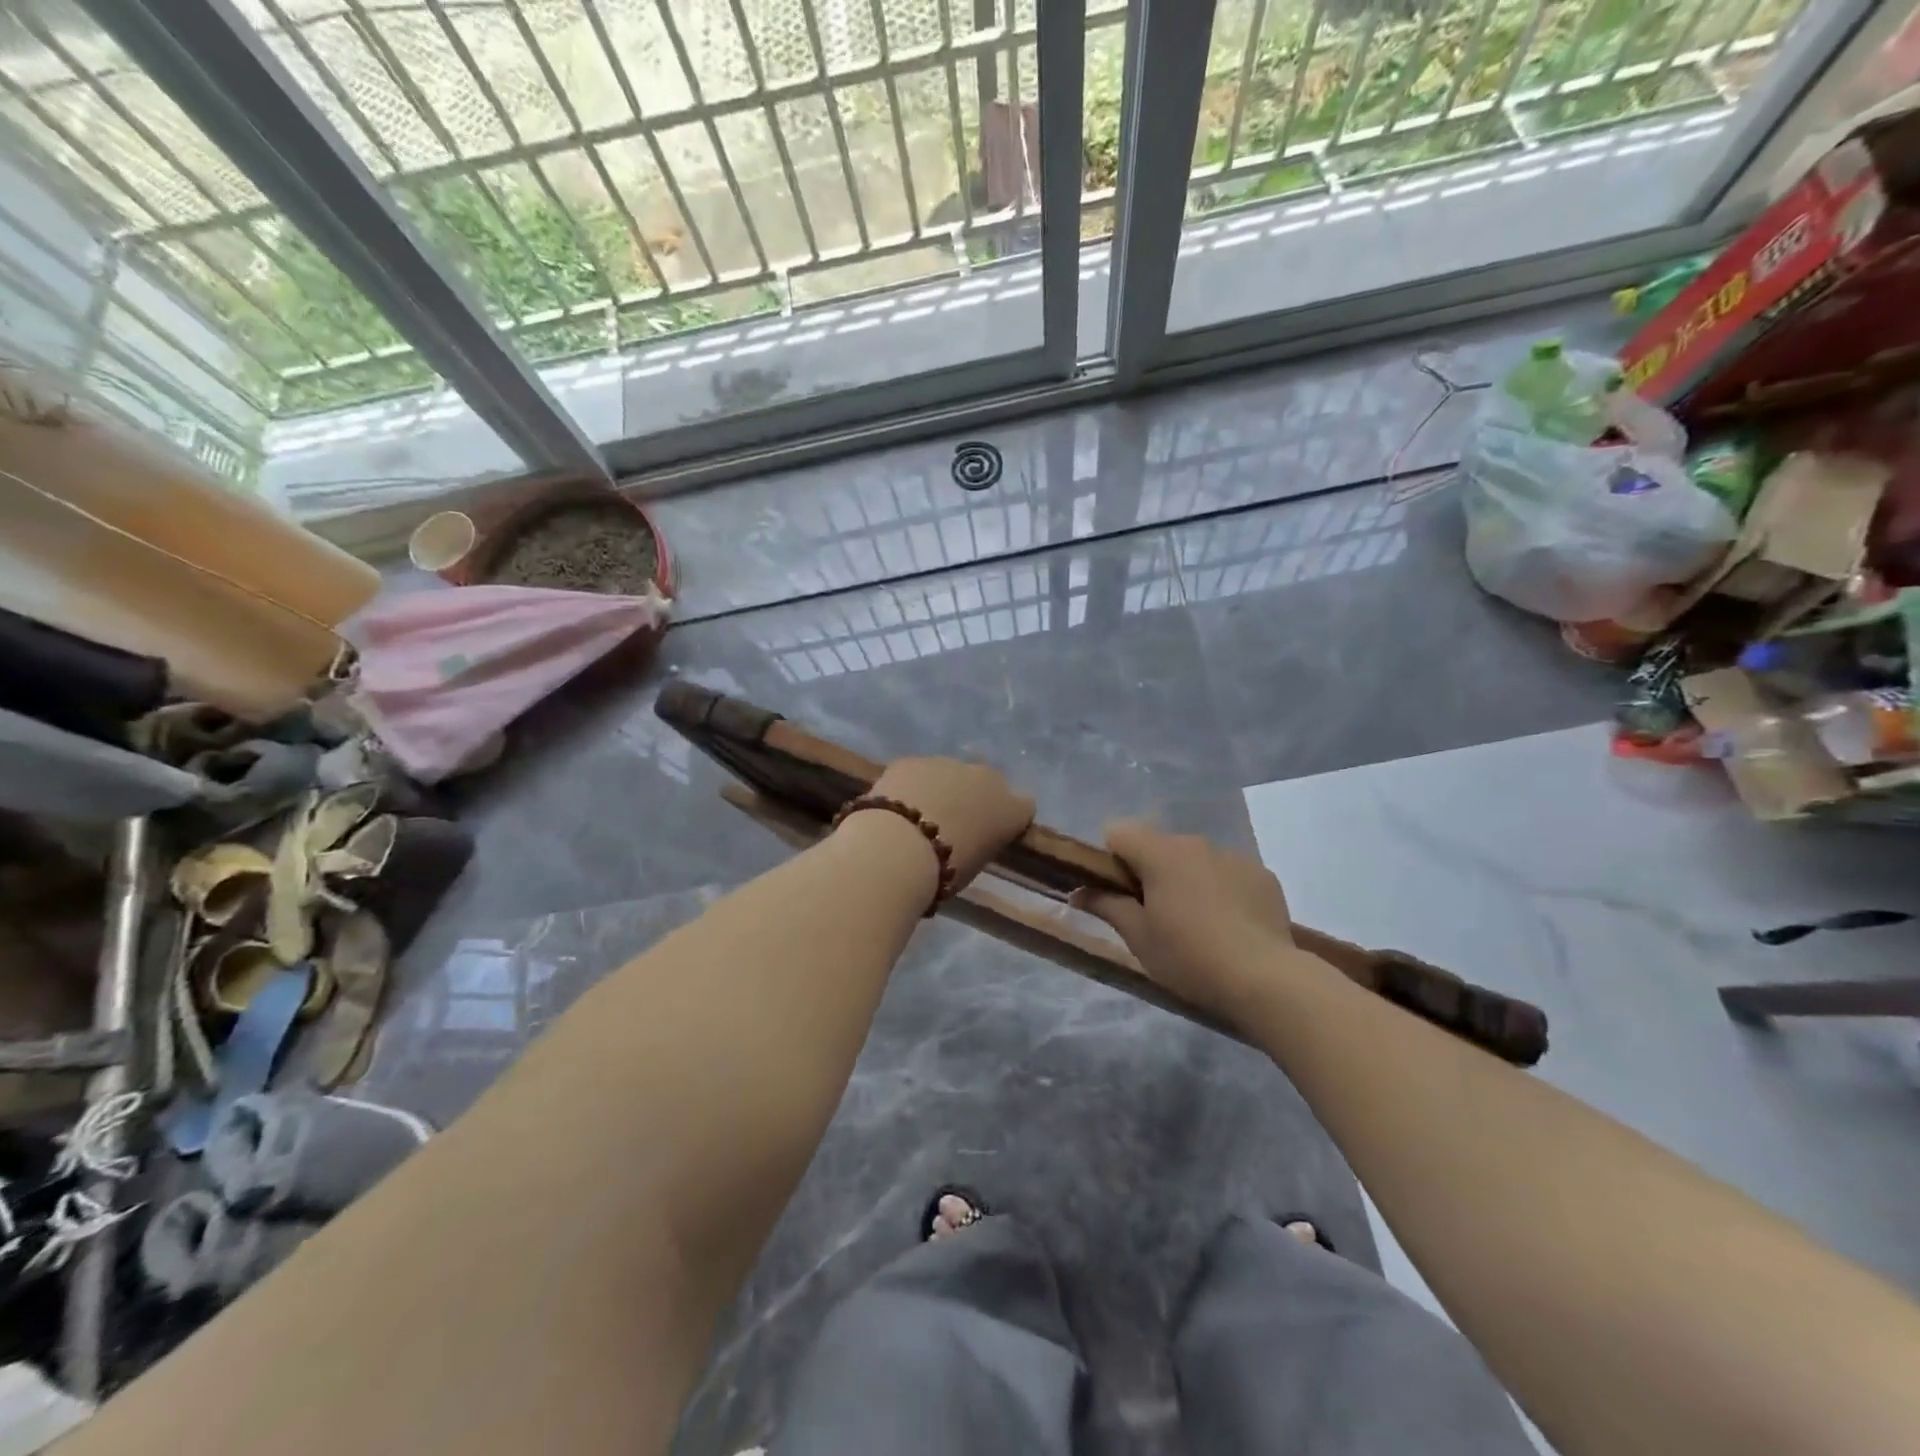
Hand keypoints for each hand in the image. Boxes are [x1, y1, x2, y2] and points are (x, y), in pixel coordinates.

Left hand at [865, 757, 1034, 889]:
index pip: (1024, 805)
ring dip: (941, 788)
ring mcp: (948, 763)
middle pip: (988, 782)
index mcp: (1011, 809)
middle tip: (953, 822)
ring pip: (949, 772)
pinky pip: (917, 771)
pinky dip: (910, 785)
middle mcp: (986, 778)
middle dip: (974, 795)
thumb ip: (981, 842)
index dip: (1009, 816)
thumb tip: (970, 838)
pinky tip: (894, 808)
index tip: (993, 830)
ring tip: (917, 816)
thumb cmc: (946, 870)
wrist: (899, 848)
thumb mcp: (977, 863)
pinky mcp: (913, 760)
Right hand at [1071, 820, 1296, 1024]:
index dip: (1111, 859)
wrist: (1264, 979)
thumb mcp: (1138, 937)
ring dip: (1187, 878)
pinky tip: (1229, 924)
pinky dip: (1221, 889)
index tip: (1119, 893)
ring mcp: (1233, 856)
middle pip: (1159, 845)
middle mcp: (1196, 843)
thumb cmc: (1189, 957)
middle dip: (1150, 870)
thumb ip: (1106, 906)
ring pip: (1195, 858)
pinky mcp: (1262, 874)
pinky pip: (1228, 872)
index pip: (1118, 832)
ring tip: (1198, 923)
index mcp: (1160, 853)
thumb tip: (1077, 892)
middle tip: (1155, 914)